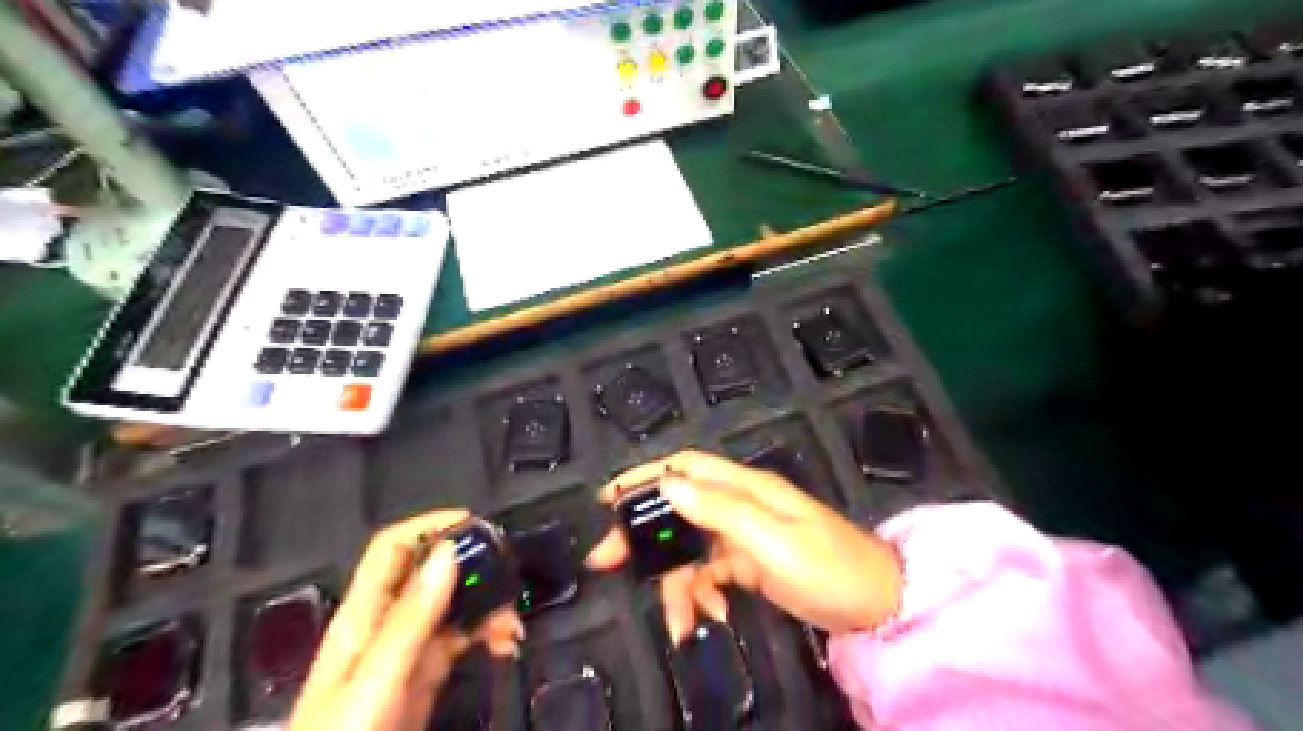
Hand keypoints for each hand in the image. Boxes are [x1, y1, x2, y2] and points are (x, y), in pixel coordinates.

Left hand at [288, 511, 522, 730]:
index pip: (392, 549)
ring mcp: (406, 652)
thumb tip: (448, 552)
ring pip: (452, 606)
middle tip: (508, 574)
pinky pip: (461, 640)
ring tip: (511, 625)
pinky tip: (503, 646)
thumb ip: (413, 617)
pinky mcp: (425, 677)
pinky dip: (486, 635)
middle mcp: (385, 625)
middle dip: (470, 567)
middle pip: (429, 573)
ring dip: (486, 606)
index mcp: (363, 615)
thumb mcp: (378, 678)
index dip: (429, 526)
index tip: (476, 524)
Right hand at [586, 451, 902, 643]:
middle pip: (678, 509)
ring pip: (690, 550)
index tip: (608, 498)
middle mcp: (740, 505)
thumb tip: (667, 485)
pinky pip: (710, 574)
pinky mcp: (749, 563)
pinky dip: (702, 594)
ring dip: (677, 584)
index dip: (645, 476)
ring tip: (680, 622)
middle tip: (607, 562)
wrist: (877, 604)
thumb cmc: (829, 566)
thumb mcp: (773, 540)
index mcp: (746, 488)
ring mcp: (744, 536)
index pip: (685, 468)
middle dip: (643, 536)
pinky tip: (712, 616)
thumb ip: (720, 510)